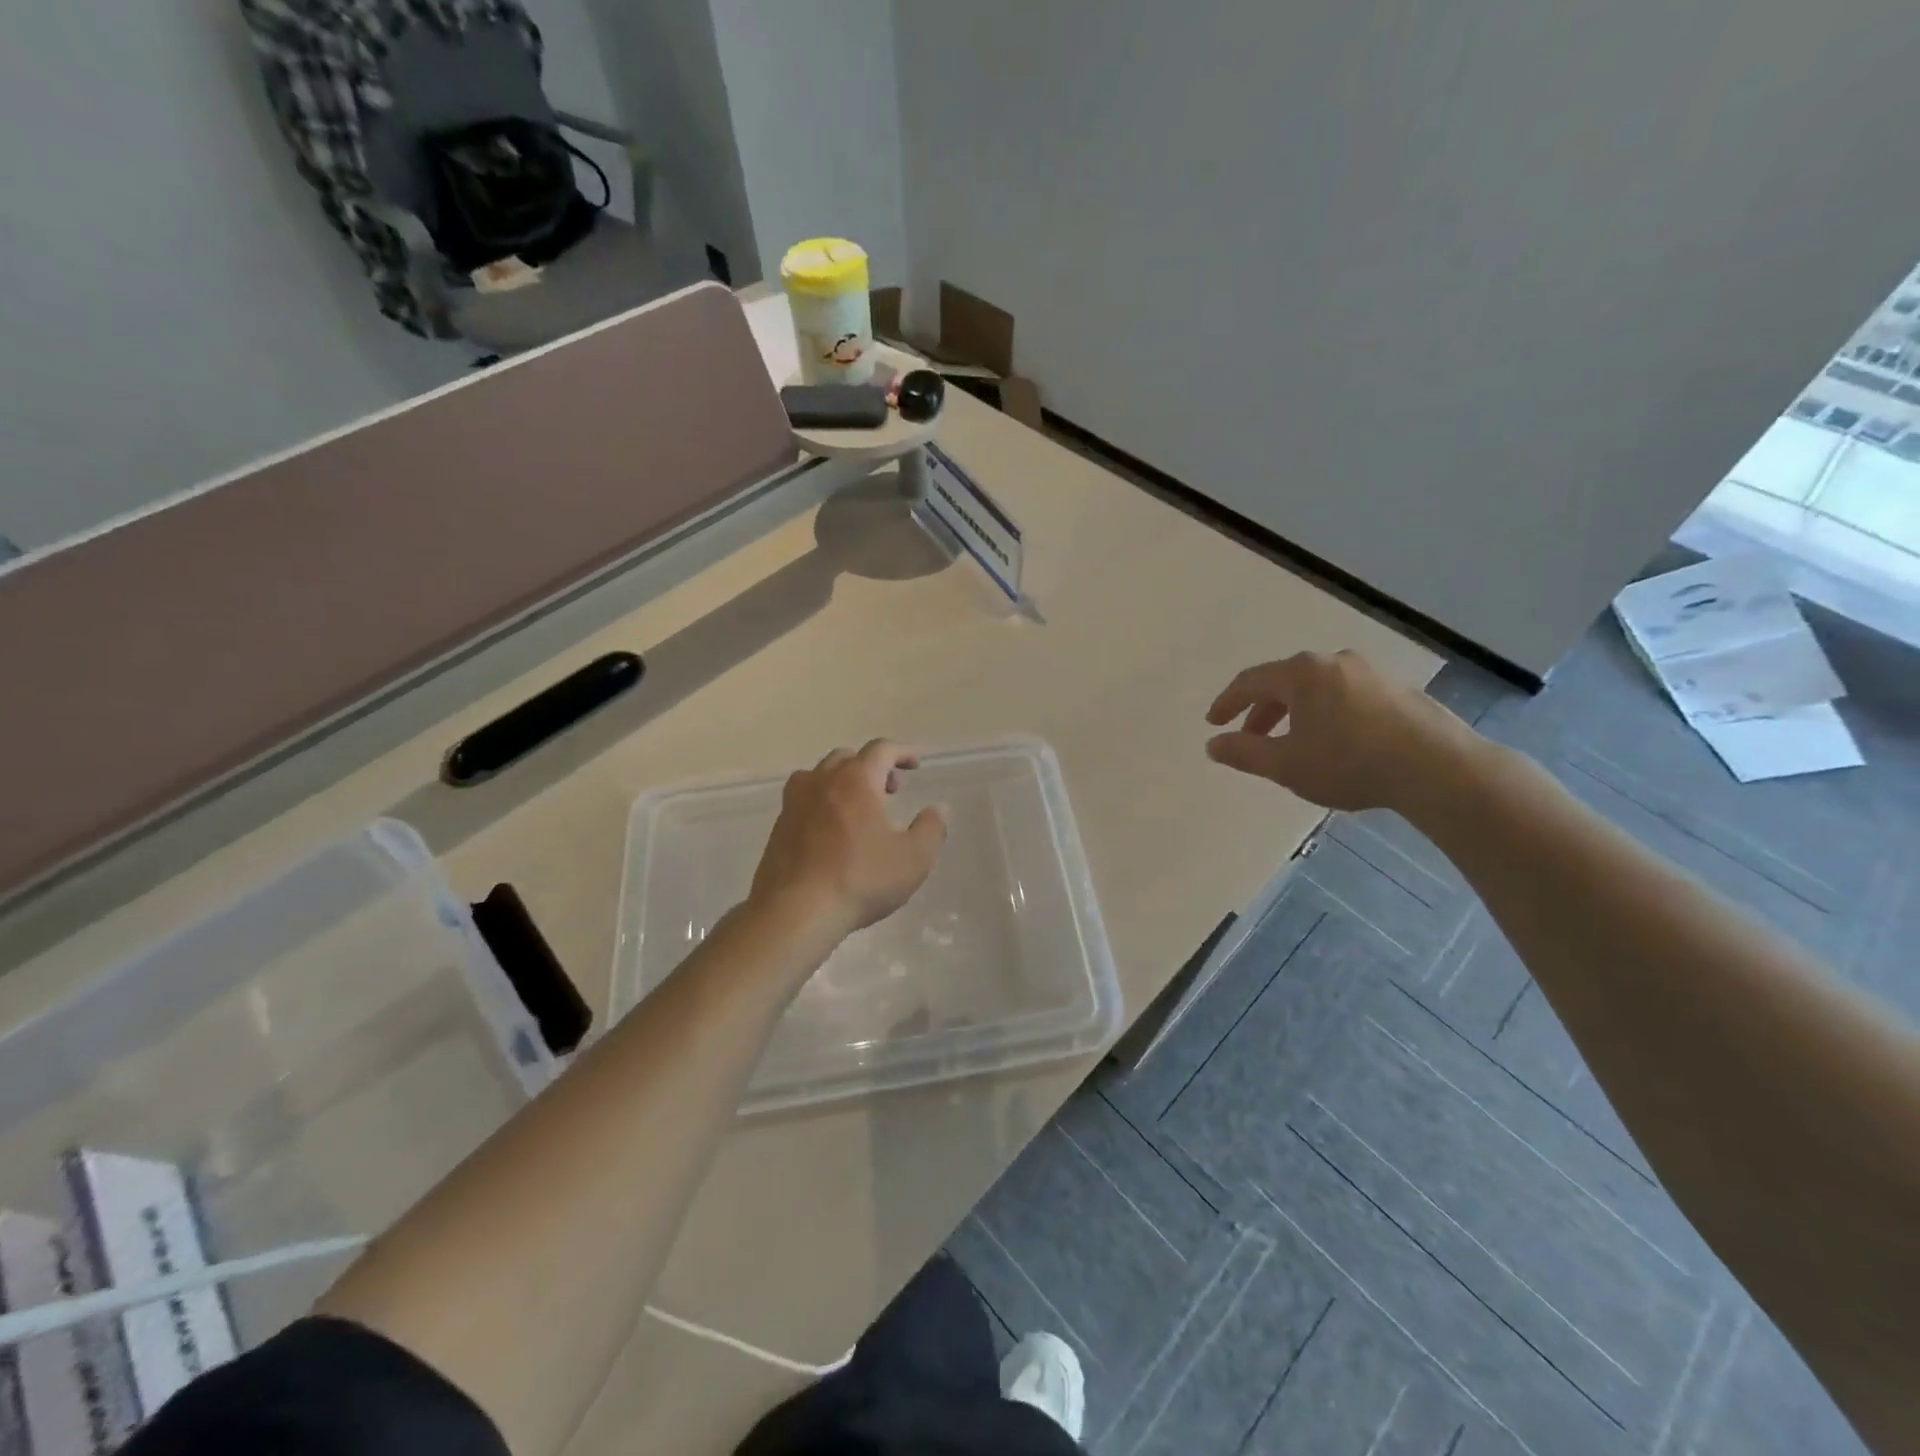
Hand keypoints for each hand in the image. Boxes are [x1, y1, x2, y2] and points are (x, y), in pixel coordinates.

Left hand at [748, 740, 948, 940]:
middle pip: (847, 758)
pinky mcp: (778, 827)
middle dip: (872, 766)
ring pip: (819, 776)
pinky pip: (803, 800)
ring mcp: (794, 803)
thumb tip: (938, 809)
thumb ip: (931, 829)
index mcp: (856, 780)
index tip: (915, 764)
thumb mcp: (913, 859)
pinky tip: (831, 831)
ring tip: (858, 806)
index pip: (881, 750)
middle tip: (890, 789)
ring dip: (842, 781)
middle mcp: (822, 781)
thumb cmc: (860, 880)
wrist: (795, 912)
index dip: (902, 752)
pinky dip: (822, 802)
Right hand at [1204, 650, 1477, 812]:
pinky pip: (1345, 696)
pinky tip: (1333, 742)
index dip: (1227, 703)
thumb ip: (1244, 752)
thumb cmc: (1349, 762)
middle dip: (1262, 711)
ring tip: (1292, 743)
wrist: (1437, 768)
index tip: (1213, 724)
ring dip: (1295, 713)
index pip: (1250, 681)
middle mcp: (1333, 662)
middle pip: (1284, 682)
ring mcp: (1370, 672)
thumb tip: (1213, 744)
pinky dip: (1326, 714)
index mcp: (1301, 673)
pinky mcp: (1397, 689)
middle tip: (1251, 738)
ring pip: (1317, 689)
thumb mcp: (1286, 764)